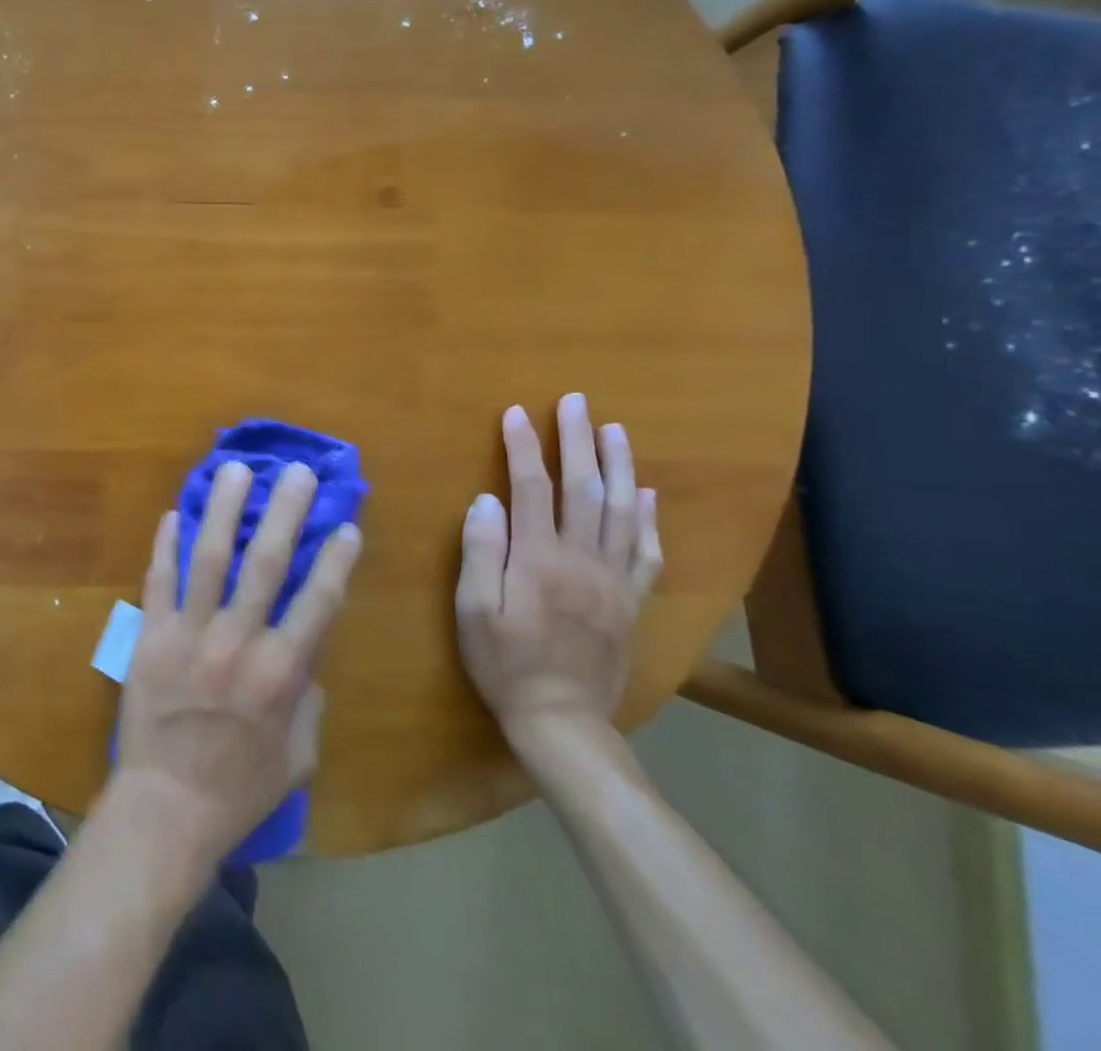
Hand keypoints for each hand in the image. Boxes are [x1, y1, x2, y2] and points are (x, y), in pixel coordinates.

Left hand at [109, 461, 362, 864]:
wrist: (165, 809)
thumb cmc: (239, 789)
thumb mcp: (298, 758)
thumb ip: (307, 700)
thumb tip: (307, 654)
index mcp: (281, 673)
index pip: (317, 601)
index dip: (335, 559)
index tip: (346, 524)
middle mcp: (237, 641)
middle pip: (265, 563)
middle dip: (284, 512)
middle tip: (296, 471)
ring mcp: (188, 634)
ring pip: (208, 558)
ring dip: (222, 509)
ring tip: (233, 469)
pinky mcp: (149, 636)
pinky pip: (157, 580)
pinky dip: (164, 545)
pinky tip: (172, 512)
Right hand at [456, 394, 661, 734]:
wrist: (561, 721)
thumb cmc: (504, 663)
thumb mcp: (474, 610)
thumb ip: (481, 552)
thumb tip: (486, 500)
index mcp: (539, 560)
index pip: (531, 489)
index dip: (522, 447)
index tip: (516, 412)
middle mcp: (583, 561)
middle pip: (584, 489)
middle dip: (577, 441)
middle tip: (576, 402)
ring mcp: (613, 581)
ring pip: (622, 512)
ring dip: (619, 466)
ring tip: (615, 430)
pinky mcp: (630, 601)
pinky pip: (646, 552)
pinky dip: (648, 518)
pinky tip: (646, 494)